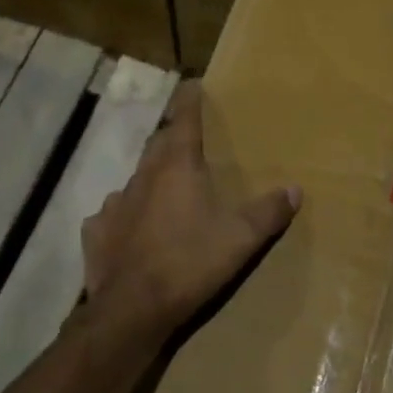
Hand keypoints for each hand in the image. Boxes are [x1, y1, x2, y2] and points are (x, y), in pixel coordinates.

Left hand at [80, 80, 300, 338]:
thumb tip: (295, 190)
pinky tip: (133, 230)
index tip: (193, 84)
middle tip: (187, 141)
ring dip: (151, 180)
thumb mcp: (241, 238)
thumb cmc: (191, 262)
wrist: (133, 308)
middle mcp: (142, 177)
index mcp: (177, 168)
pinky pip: (113, 215)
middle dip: (173, 139)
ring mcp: (114, 204)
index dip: (190, 100)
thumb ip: (269, 212)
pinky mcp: (96, 232)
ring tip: (164, 192)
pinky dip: (126, 216)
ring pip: (135, 181)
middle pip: (158, 146)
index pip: (184, 120)